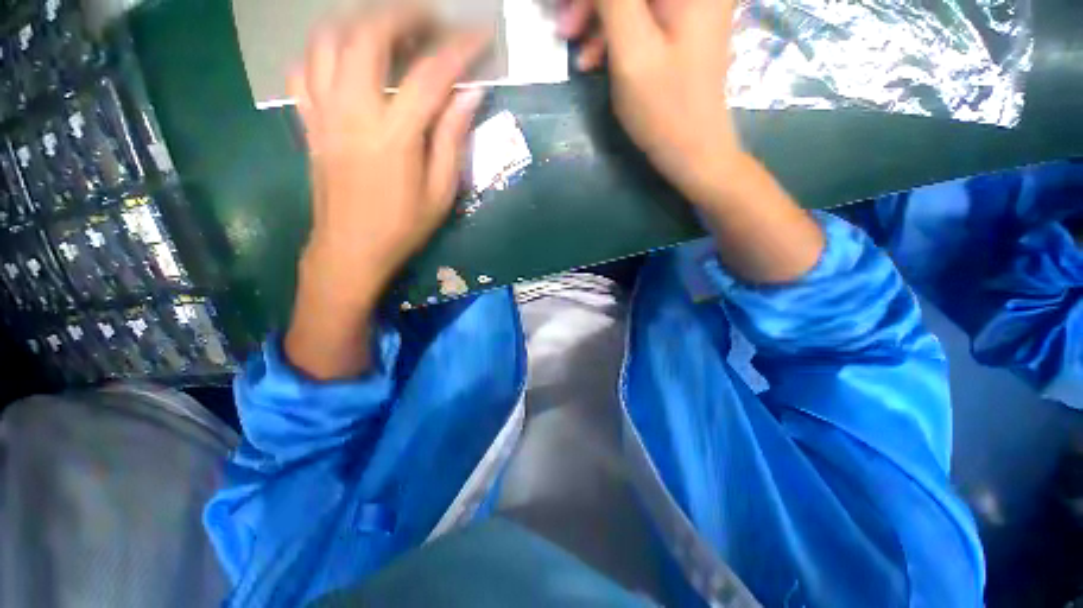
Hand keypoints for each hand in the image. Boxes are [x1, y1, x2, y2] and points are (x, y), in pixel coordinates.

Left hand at [285, 7, 489, 379]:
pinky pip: (303, 70)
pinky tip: (343, 58)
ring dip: (359, 22)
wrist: (351, 249)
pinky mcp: (308, 123)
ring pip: (328, 42)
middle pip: (367, 36)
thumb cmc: (403, 227)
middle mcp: (353, 112)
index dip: (460, 49)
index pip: (431, 75)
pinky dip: (322, 51)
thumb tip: (470, 96)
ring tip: (387, 27)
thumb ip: (453, 140)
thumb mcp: (441, 192)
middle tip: (429, 18)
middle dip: (402, 14)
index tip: (481, 34)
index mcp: (394, 135)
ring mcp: (323, 113)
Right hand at [557, 0, 741, 205]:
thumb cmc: (664, 107)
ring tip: (574, 46)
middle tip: (564, 27)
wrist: (692, 149)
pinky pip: (639, 15)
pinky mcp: (678, 26)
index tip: (568, 11)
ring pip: (631, 0)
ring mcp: (688, 6)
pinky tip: (593, 58)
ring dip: (597, 16)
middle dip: (593, 1)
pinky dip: (612, 31)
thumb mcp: (632, 50)